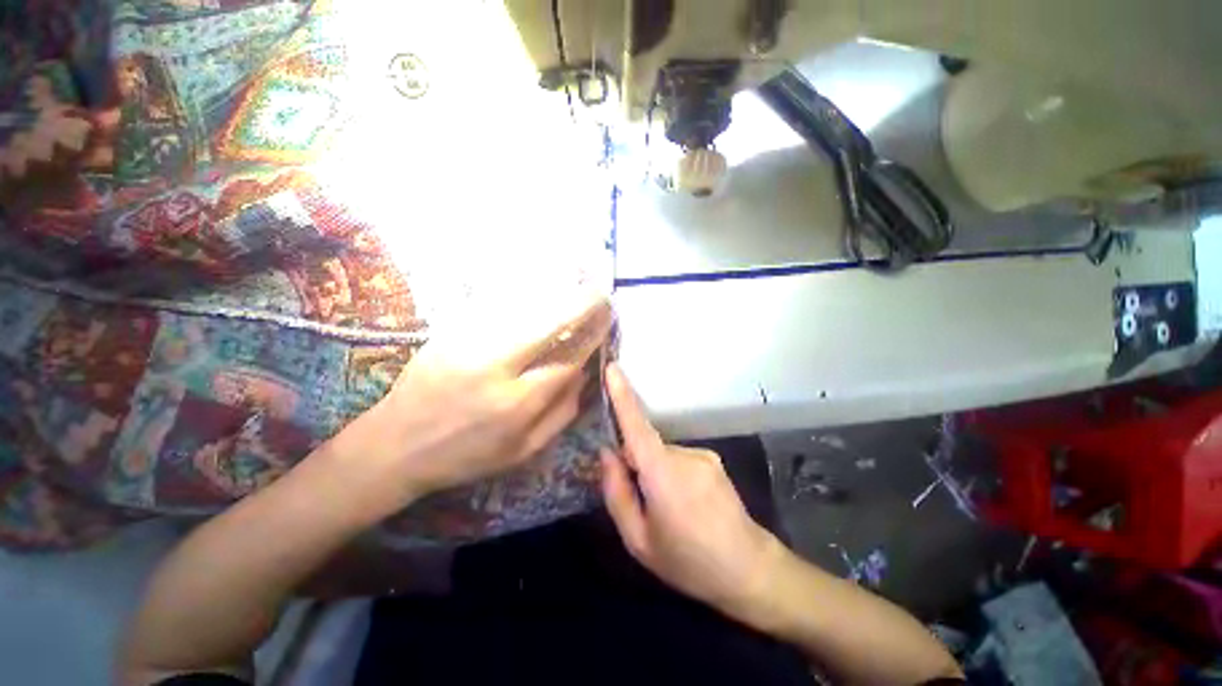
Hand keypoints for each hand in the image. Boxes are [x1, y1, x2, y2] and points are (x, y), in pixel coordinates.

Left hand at [345, 294, 611, 508]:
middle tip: (600, 291)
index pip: (568, 360)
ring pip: (522, 307)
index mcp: (517, 404)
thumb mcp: (523, 451)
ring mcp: (469, 344)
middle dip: (581, 304)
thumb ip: (561, 413)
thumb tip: (584, 374)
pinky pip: (495, 304)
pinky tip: (538, 283)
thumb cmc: (465, 456)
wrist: (395, 445)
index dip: (592, 336)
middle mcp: (496, 368)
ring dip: (554, 291)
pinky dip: (522, 292)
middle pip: (548, 324)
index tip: (607, 319)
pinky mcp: (450, 331)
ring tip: (577, 277)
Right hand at [600, 364, 783, 618]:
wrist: (750, 570)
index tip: (612, 368)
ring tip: (670, 510)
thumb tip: (607, 453)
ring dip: (655, 473)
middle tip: (642, 503)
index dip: (623, 396)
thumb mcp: (639, 541)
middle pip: (645, 446)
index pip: (637, 427)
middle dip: (635, 465)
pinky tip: (686, 504)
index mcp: (663, 476)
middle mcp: (684, 455)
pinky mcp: (712, 458)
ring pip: (662, 454)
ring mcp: (703, 454)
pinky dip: (671, 473)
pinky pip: (679, 458)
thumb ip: (617, 493)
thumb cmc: (689, 562)